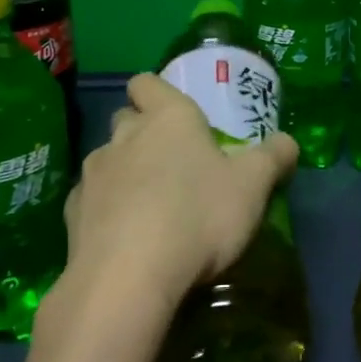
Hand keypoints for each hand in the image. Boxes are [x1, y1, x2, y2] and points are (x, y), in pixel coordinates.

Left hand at [57, 72, 299, 317]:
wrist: (127, 278)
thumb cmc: (198, 216)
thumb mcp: (253, 187)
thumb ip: (273, 158)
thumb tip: (288, 142)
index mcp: (167, 118)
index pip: (147, 83)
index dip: (157, 92)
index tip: (174, 113)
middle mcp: (124, 137)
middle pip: (128, 120)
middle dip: (145, 134)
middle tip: (175, 164)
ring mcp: (93, 175)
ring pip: (108, 162)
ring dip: (126, 175)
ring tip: (151, 209)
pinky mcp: (72, 216)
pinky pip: (92, 202)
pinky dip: (107, 213)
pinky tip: (126, 240)